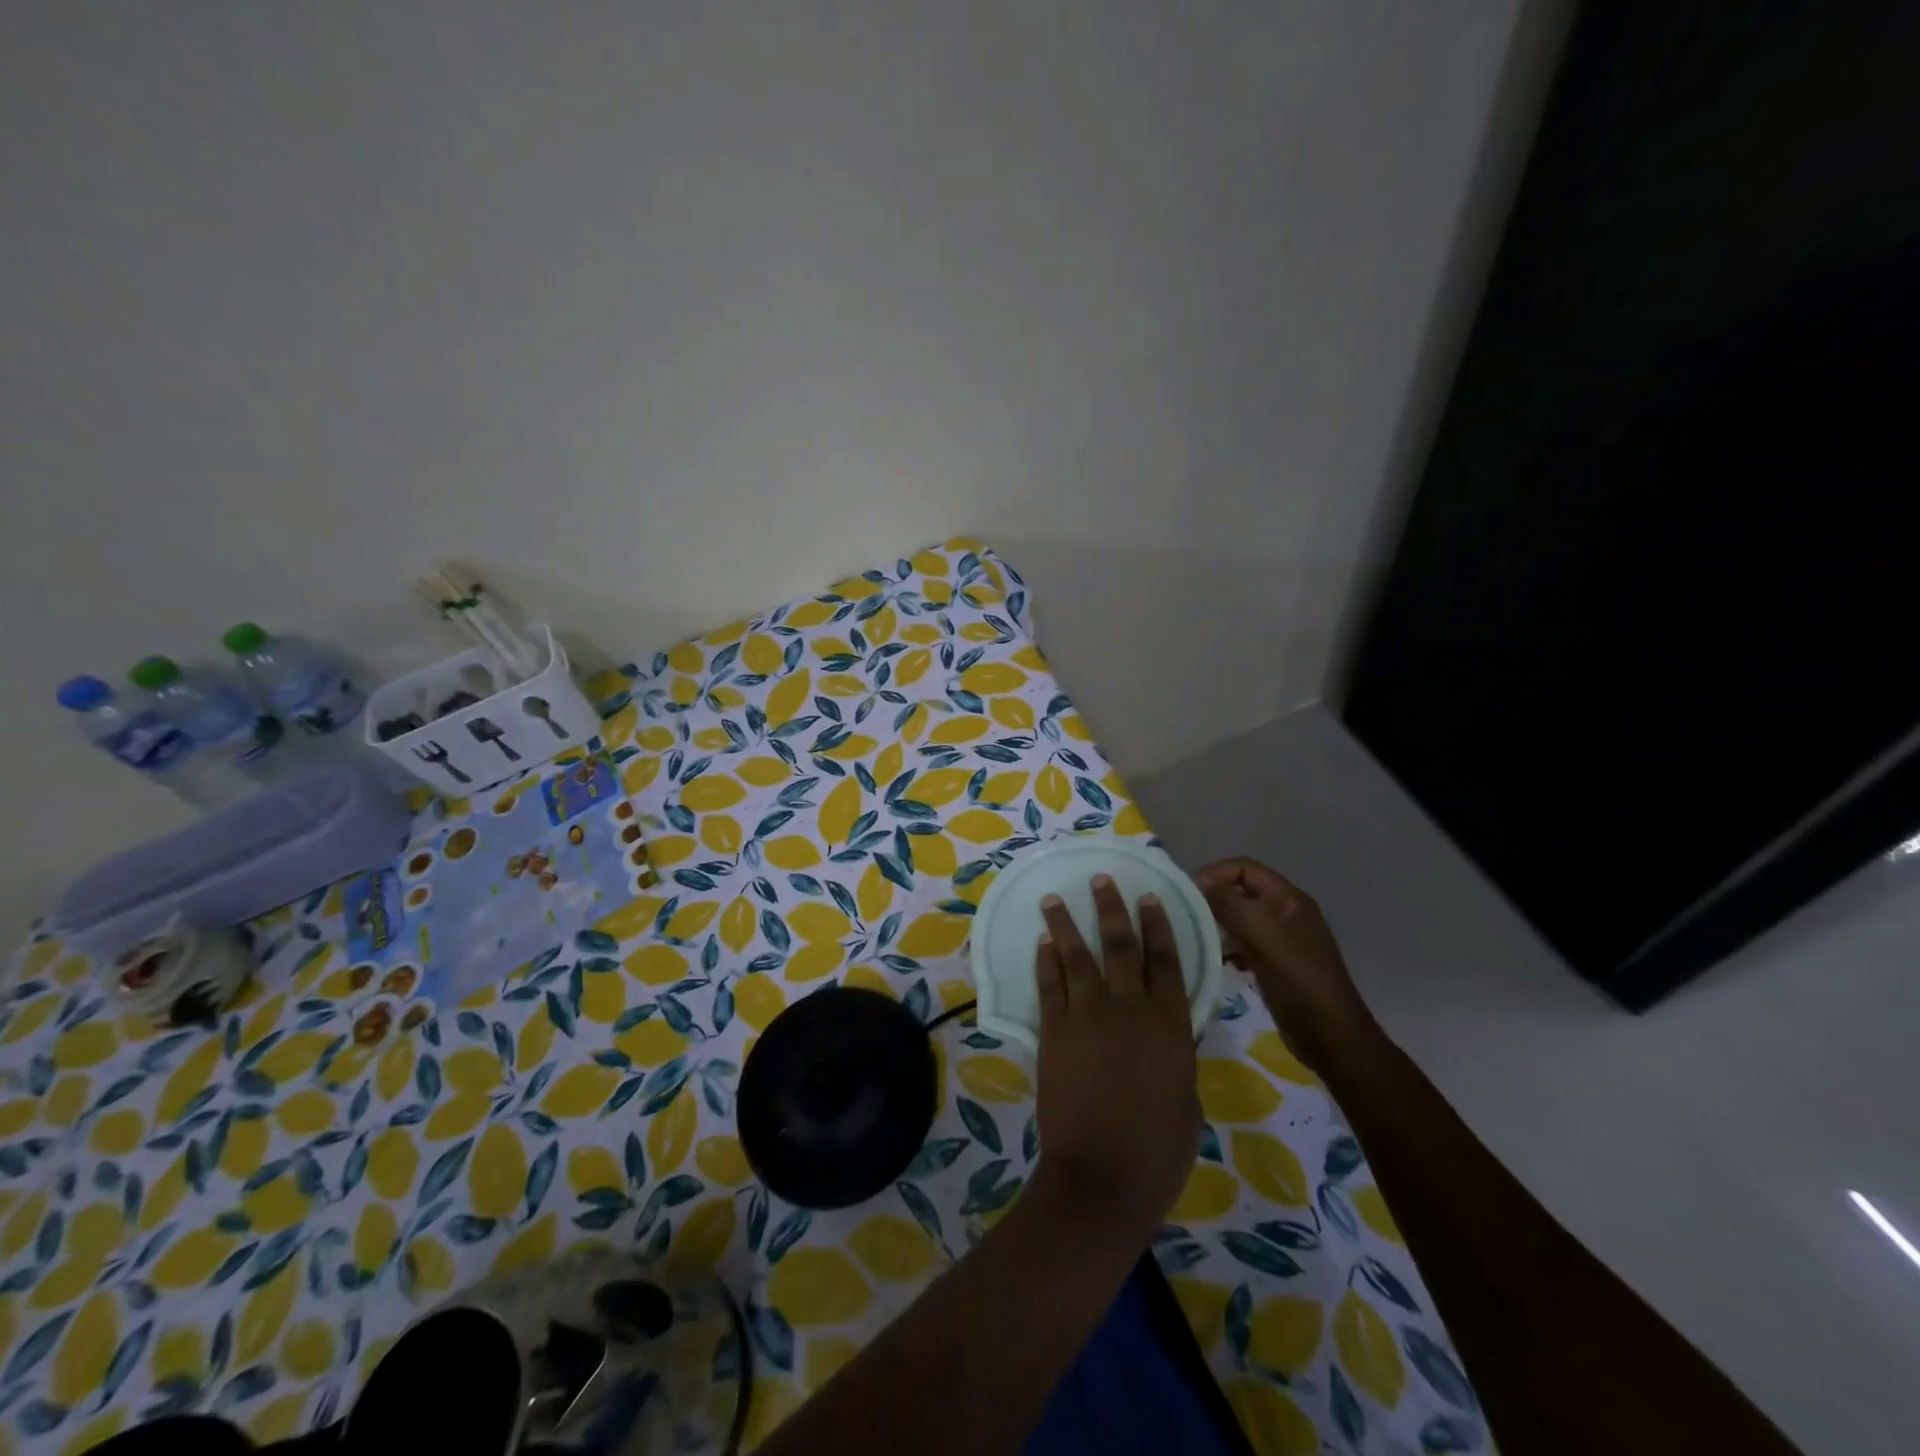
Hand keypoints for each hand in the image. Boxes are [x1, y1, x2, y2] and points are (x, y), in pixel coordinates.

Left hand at [1031, 876, 1199, 1244]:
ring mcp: (1087, 1017)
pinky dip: (1046, 961)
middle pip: (1121, 947)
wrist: (1101, 1178)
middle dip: (1112, 909)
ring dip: (1066, 924)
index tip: (1150, 898)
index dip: (1158, 927)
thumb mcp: (1187, 1100)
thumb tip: (1169, 1033)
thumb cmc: (1158, 1151)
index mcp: (1170, 1026)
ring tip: (1055, 897)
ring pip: (1078, 957)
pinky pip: (1050, 985)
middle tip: (1102, 879)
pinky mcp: (1054, 1031)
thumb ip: (1177, 1057)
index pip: (1166, 962)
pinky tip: (1043, 942)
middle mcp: (1129, 1009)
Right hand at [1195, 857, 1380, 1072]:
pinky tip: (1221, 962)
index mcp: (1289, 899)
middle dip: (1214, 899)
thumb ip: (1230, 904)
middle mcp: (1287, 913)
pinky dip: (1230, 947)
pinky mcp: (1278, 964)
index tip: (1189, 895)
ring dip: (1220, 924)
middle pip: (1242, 891)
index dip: (1215, 874)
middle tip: (1189, 917)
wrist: (1330, 1036)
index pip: (1244, 867)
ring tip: (1200, 939)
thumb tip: (1202, 885)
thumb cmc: (1298, 980)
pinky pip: (1247, 943)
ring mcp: (1284, 940)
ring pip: (1242, 918)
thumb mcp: (1262, 936)